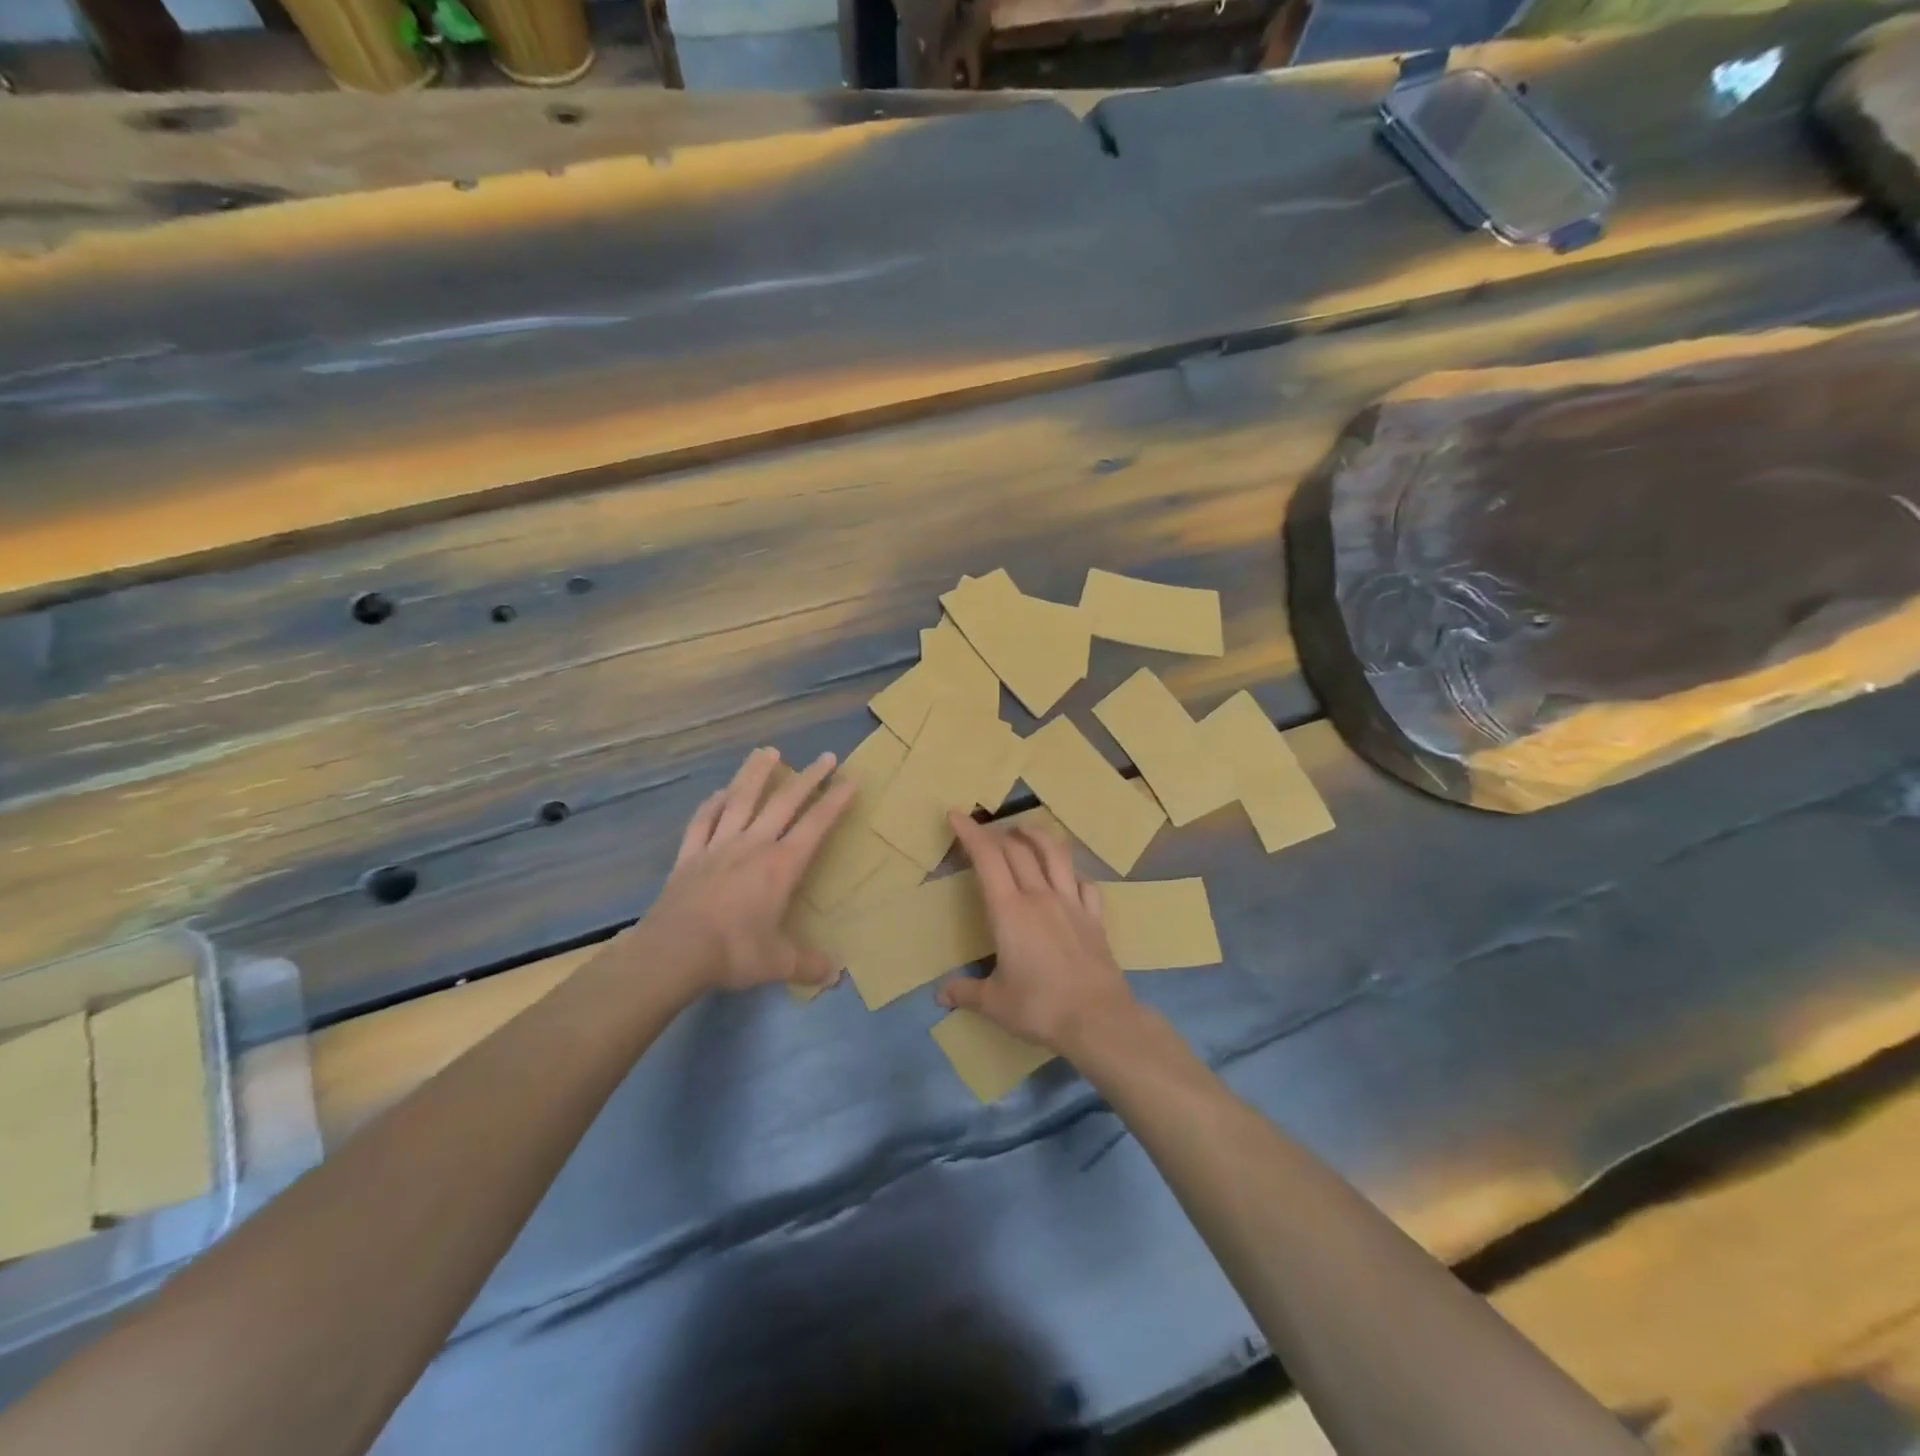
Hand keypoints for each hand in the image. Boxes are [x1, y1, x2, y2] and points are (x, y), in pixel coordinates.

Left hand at [634, 747, 854, 998]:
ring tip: (767, 751)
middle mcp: (753, 845)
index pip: (815, 825)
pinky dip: (711, 804)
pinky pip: (702, 822)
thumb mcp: (779, 963)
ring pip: (740, 800)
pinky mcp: (689, 856)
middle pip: (783, 802)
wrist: (674, 952)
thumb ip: (808, 964)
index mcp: (781, 866)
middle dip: (808, 777)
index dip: (834, 801)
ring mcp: (718, 846)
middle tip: (825, 756)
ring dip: (755, 774)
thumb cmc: (734, 952)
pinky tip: (718, 793)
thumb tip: (836, 974)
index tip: (850, 779)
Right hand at [936, 812, 1141, 1056]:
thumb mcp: (994, 1003)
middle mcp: (1040, 896)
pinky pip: (1085, 883)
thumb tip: (940, 995)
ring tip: (1025, 829)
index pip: (988, 859)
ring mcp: (1072, 904)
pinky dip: (1072, 872)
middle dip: (998, 833)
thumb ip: (965, 993)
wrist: (1098, 1019)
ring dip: (1037, 836)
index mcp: (1010, 911)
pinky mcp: (1095, 918)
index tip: (957, 815)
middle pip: (1019, 850)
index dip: (971, 833)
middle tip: (985, 831)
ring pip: (1056, 855)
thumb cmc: (1040, 1007)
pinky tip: (1068, 875)